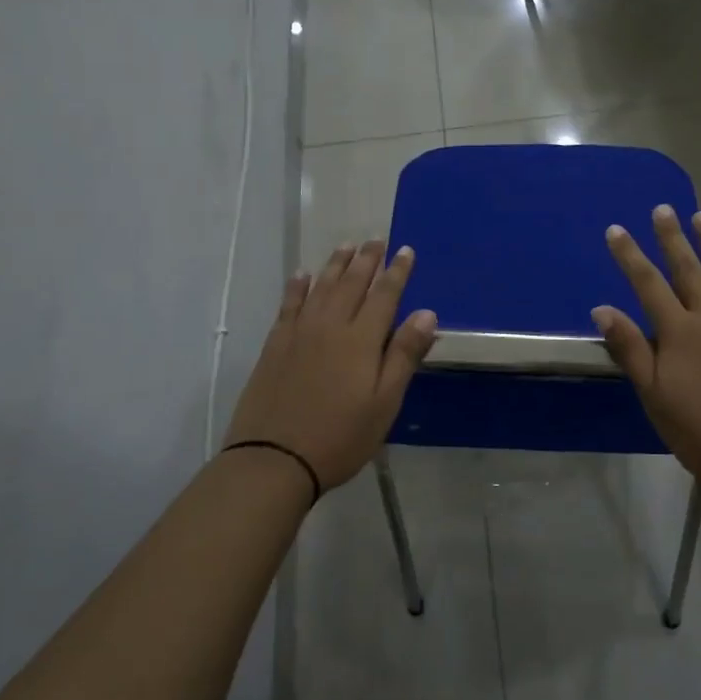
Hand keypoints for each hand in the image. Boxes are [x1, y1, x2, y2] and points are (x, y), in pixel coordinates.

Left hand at [223, 241, 437, 490]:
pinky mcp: (275, 345)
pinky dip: (297, 287)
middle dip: (366, 260)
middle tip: (376, 240)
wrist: (273, 459)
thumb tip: (426, 313)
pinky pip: (289, 304)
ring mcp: (299, 333)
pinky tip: (302, 275)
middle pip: (351, 284)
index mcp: (361, 340)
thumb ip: (404, 355)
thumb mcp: (384, 402)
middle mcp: (330, 326)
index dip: (397, 272)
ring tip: (346, 246)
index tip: (405, 250)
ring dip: (335, 265)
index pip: (384, 295)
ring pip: (321, 287)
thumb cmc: (340, 436)